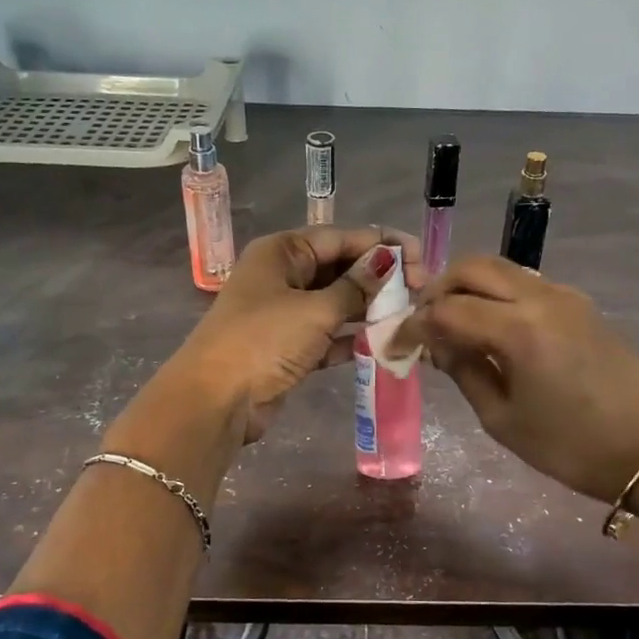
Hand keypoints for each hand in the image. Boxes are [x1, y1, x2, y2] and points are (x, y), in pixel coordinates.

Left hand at [176, 225, 421, 442]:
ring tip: (410, 314)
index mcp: (282, 252)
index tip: (421, 257)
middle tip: (421, 289)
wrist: (217, 401)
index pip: (340, 237)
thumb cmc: (264, 341)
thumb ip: (356, 287)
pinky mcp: (288, 349)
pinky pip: (328, 335)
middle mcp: (282, 277)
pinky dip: (352, 338)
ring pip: (336, 303)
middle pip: (339, 268)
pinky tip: (384, 342)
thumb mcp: (315, 310)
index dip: (382, 245)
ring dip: (369, 309)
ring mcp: (284, 314)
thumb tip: (388, 261)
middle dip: (379, 278)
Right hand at [393, 256, 638, 500]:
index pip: (448, 310)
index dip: (415, 326)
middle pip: (473, 268)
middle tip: (425, 323)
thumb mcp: (501, 419)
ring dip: (468, 287)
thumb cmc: (567, 446)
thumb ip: (464, 371)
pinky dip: (496, 294)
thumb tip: (439, 344)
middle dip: (438, 290)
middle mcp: (541, 298)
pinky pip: (525, 283)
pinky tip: (491, 327)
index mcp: (519, 330)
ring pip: (500, 268)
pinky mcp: (579, 303)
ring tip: (454, 324)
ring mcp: (564, 296)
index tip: (397, 344)